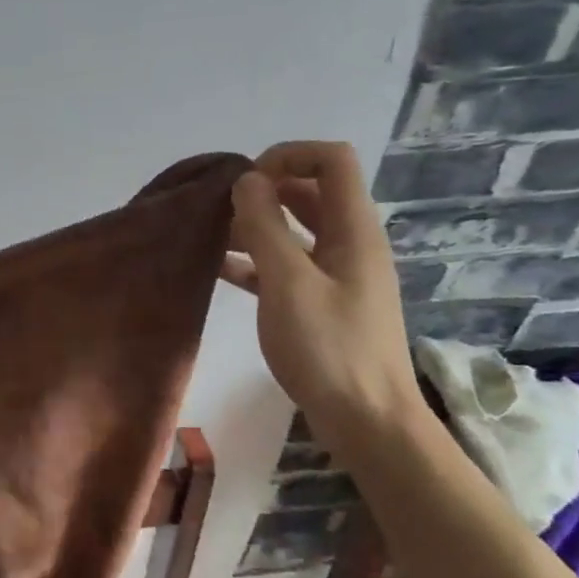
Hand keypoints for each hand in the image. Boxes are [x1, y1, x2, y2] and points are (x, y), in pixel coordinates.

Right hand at [221, 141, 423, 451]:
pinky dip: (256, 261)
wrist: (367, 422)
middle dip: (264, 191)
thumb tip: (247, 180)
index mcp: (353, 230)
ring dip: (256, 226)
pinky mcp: (322, 305)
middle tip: (220, 209)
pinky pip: (287, 267)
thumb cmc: (329, 349)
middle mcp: (350, 244)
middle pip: (310, 193)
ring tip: (211, 237)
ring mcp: (338, 276)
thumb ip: (265, 227)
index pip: (331, 160)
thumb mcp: (289, 283)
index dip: (288, 155)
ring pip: (295, 231)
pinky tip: (220, 270)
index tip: (246, 182)